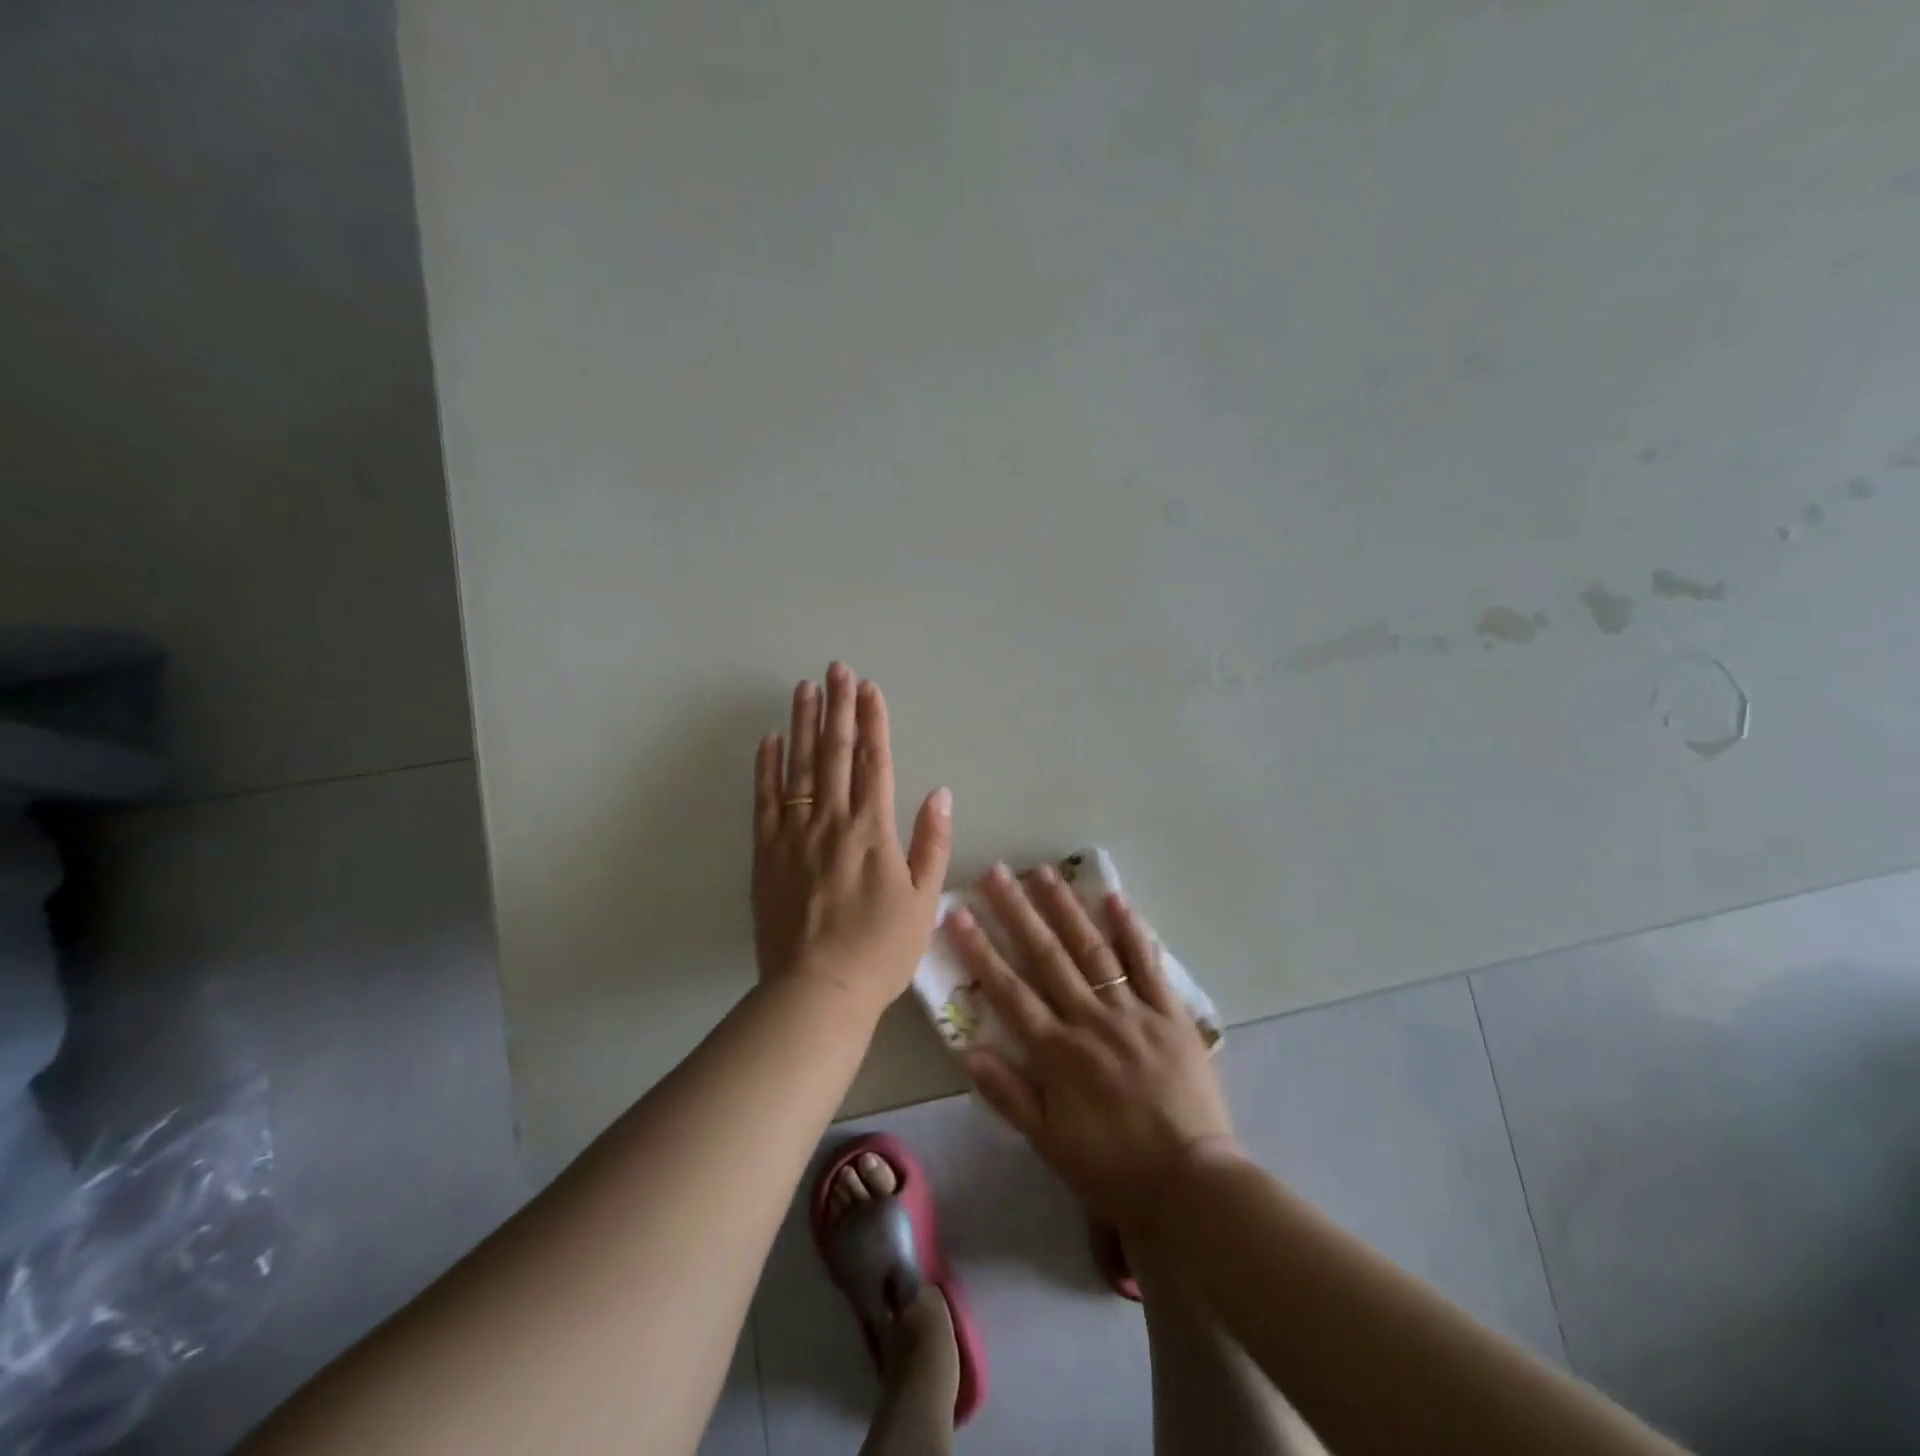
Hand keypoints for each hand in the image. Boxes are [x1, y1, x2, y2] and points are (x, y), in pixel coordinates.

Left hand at [752, 663, 952, 1021]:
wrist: (818, 991)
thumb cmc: (880, 950)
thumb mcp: (923, 901)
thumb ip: (932, 842)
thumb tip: (942, 793)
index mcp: (873, 830)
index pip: (875, 761)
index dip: (873, 721)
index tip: (870, 688)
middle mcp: (832, 821)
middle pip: (835, 753)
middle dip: (838, 707)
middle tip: (836, 669)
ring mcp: (794, 834)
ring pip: (799, 767)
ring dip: (803, 723)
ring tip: (804, 688)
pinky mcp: (766, 853)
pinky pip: (764, 801)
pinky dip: (766, 767)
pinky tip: (769, 739)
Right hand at [946, 864, 1237, 1230]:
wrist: (1191, 1185)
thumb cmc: (1113, 1167)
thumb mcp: (1049, 1142)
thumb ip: (1008, 1094)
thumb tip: (967, 1049)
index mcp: (1058, 1052)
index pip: (1009, 991)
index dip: (981, 951)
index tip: (959, 915)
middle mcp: (1091, 1020)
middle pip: (1048, 957)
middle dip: (1018, 912)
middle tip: (997, 873)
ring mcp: (1132, 1011)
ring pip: (1093, 950)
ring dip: (1066, 909)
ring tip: (1044, 872)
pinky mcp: (1169, 1014)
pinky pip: (1148, 965)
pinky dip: (1132, 931)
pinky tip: (1115, 898)